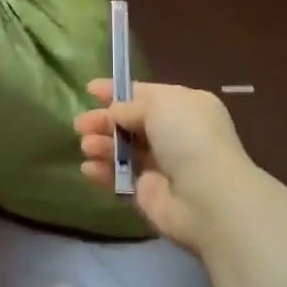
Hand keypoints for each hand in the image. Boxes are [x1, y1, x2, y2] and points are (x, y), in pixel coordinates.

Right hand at [74, 80, 251, 252]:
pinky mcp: (148, 193)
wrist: (207, 196)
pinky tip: (88, 169)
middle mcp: (174, 134)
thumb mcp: (160, 104)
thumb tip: (115, 113)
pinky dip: (102, 172)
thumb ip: (131, 105)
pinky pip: (119, 177)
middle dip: (103, 121)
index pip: (145, 94)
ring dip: (101, 145)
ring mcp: (162, 165)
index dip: (117, 92)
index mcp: (184, 106)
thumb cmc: (188, 137)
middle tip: (80, 125)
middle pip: (130, 123)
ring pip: (122, 149)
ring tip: (86, 147)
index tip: (90, 90)